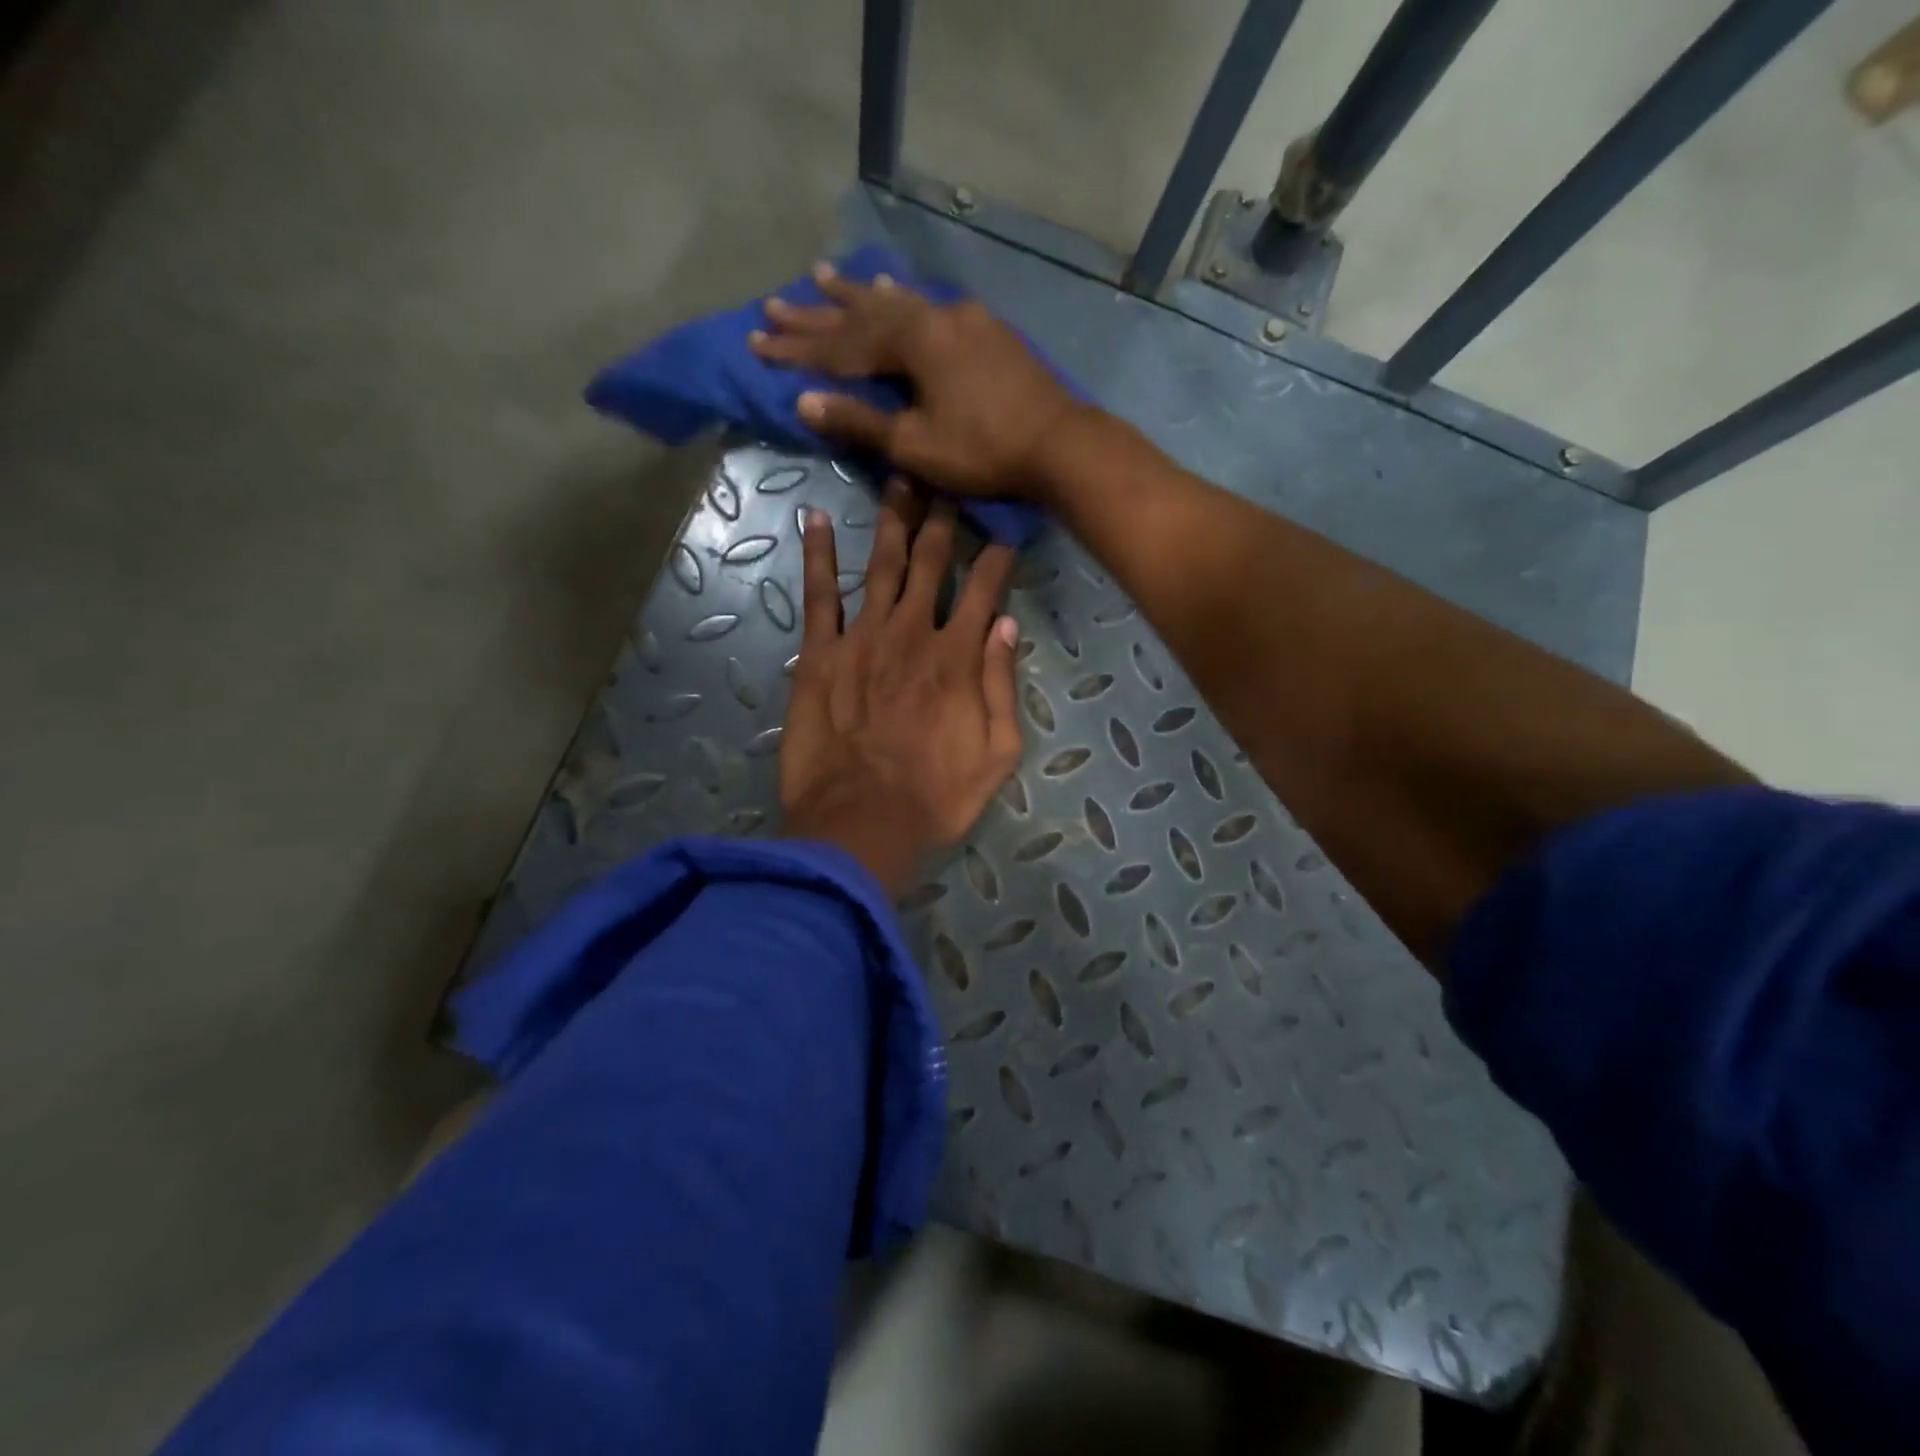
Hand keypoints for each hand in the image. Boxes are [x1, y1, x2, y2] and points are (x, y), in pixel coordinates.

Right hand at [749, 263, 1085, 500]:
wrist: (1059, 444)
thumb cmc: (983, 450)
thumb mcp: (915, 444)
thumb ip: (860, 421)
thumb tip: (803, 402)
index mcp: (913, 340)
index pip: (841, 344)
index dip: (797, 347)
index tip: (756, 340)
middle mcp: (935, 316)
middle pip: (864, 313)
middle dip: (818, 312)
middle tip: (776, 300)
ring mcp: (965, 320)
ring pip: (899, 301)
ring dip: (859, 294)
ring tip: (826, 276)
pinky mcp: (988, 332)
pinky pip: (931, 307)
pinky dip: (903, 302)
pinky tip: (898, 295)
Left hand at [779, 482, 1022, 897]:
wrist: (860, 823)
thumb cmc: (935, 797)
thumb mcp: (998, 754)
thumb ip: (1002, 686)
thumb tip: (1006, 627)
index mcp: (958, 658)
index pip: (984, 591)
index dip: (997, 557)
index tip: (1005, 527)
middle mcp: (912, 633)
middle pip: (931, 564)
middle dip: (943, 519)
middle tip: (947, 478)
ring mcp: (862, 638)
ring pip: (882, 565)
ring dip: (893, 520)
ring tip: (900, 478)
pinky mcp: (820, 655)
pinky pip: (820, 595)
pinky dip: (819, 555)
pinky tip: (818, 519)